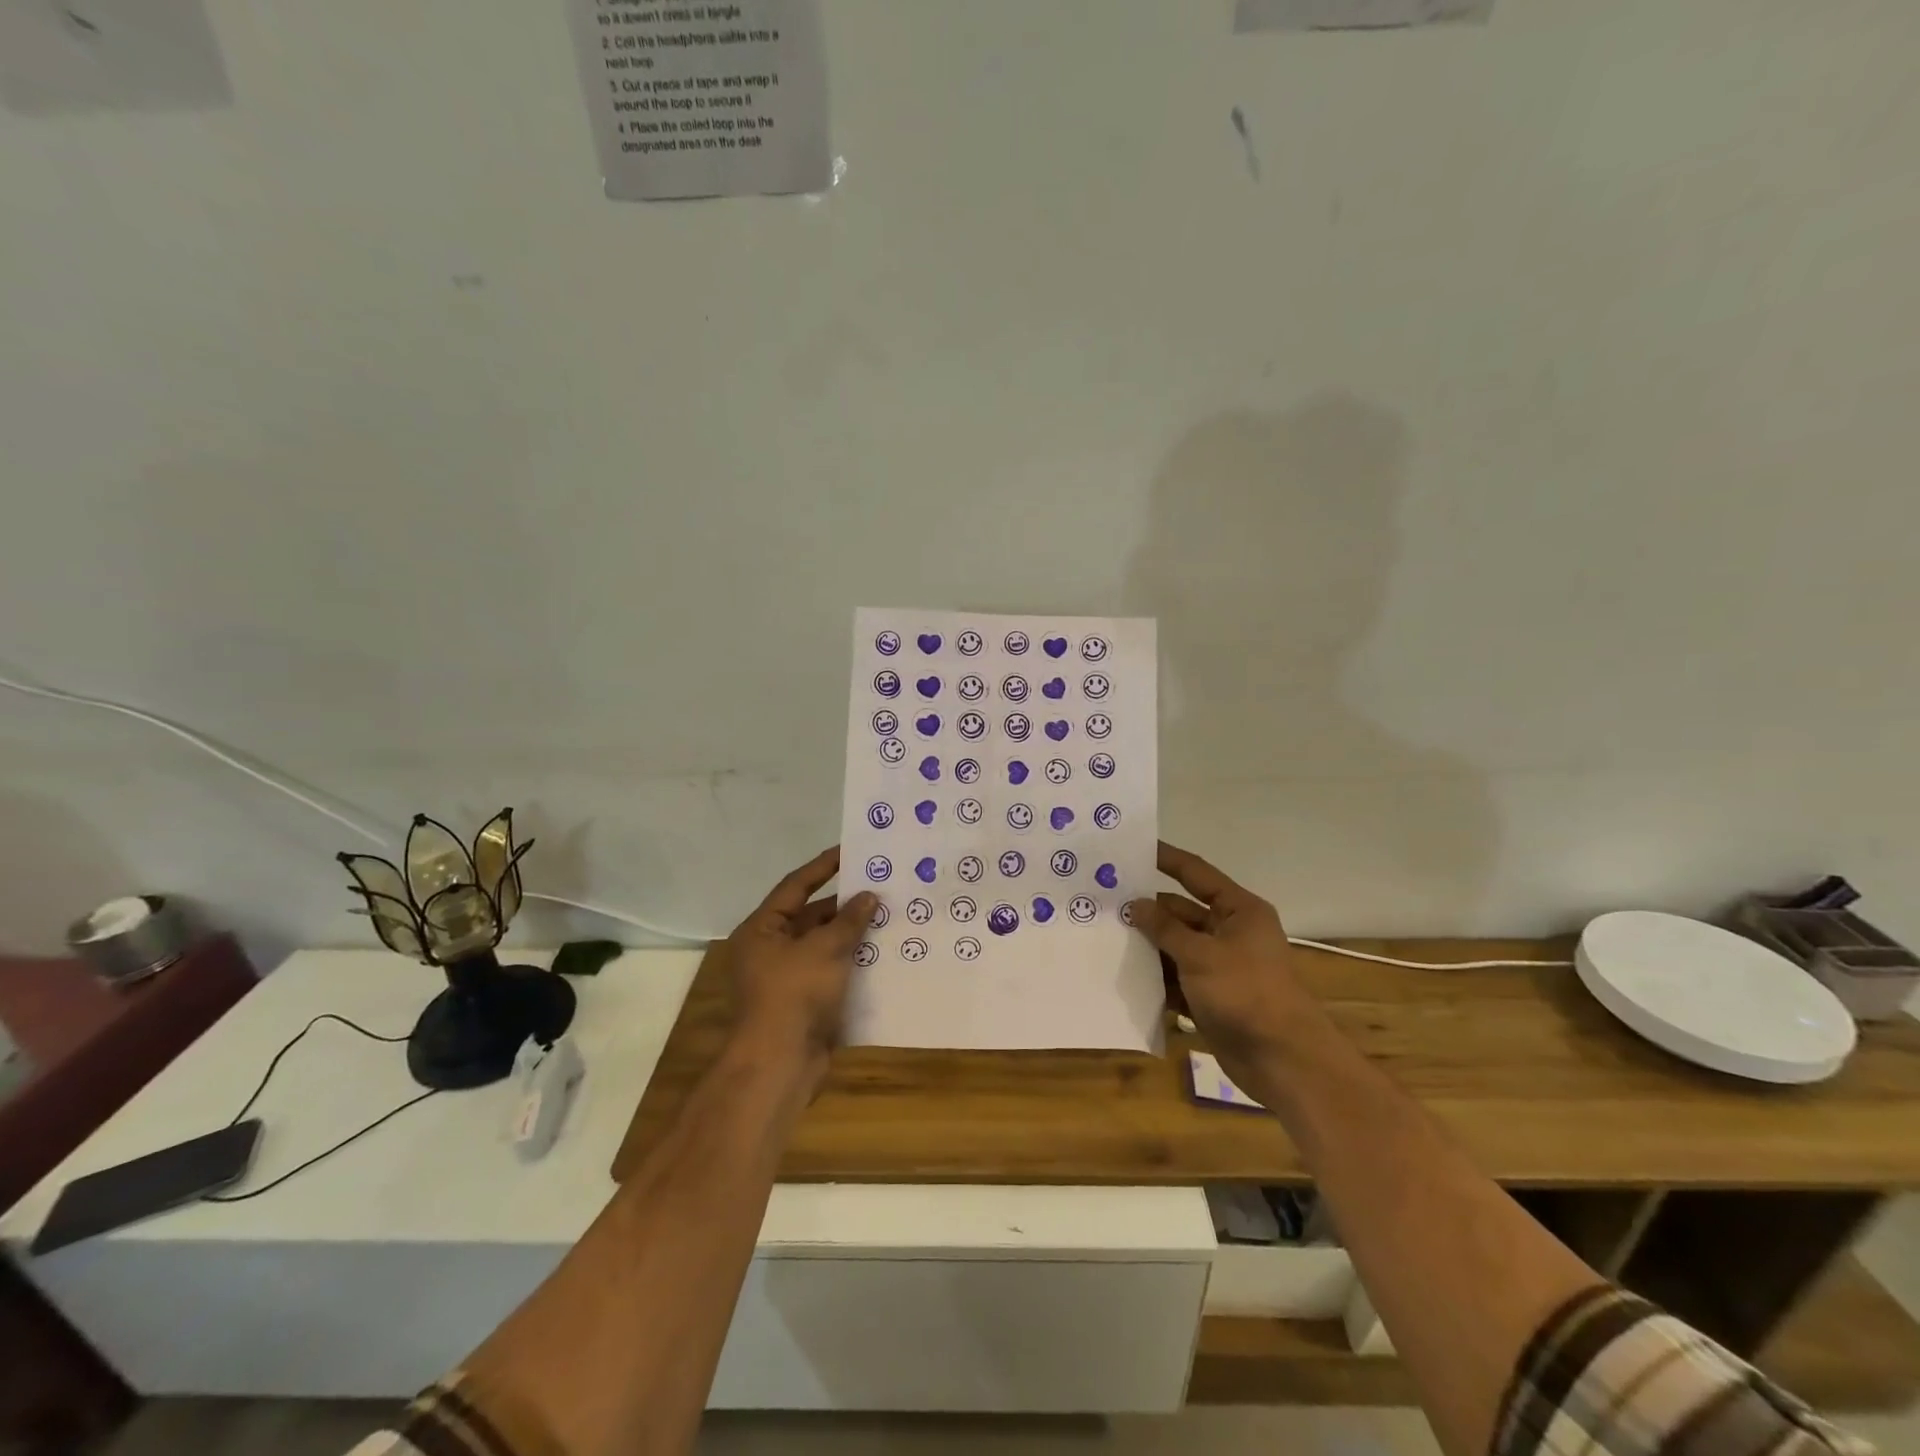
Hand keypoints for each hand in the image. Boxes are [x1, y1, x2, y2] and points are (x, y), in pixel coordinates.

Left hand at [726, 847, 875, 1074]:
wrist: (780, 1065)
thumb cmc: (794, 995)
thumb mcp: (824, 949)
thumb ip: (849, 920)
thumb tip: (869, 896)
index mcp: (762, 930)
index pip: (795, 886)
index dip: (823, 866)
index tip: (851, 850)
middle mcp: (771, 949)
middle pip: (811, 916)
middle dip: (845, 904)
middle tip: (881, 886)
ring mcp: (788, 978)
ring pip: (825, 945)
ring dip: (853, 933)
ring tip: (889, 915)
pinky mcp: (806, 1001)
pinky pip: (833, 971)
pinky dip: (854, 961)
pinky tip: (884, 953)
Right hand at [1127, 842, 1318, 1092]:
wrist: (1283, 1060)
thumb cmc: (1246, 993)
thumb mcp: (1201, 954)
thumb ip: (1164, 928)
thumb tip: (1134, 904)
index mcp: (1238, 911)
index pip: (1196, 873)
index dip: (1166, 859)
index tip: (1133, 848)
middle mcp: (1230, 933)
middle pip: (1181, 912)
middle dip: (1147, 910)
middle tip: (1104, 902)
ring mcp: (1220, 967)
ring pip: (1175, 947)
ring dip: (1147, 946)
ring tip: (1104, 937)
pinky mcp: (1211, 997)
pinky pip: (1176, 979)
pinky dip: (1155, 979)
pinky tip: (1123, 977)